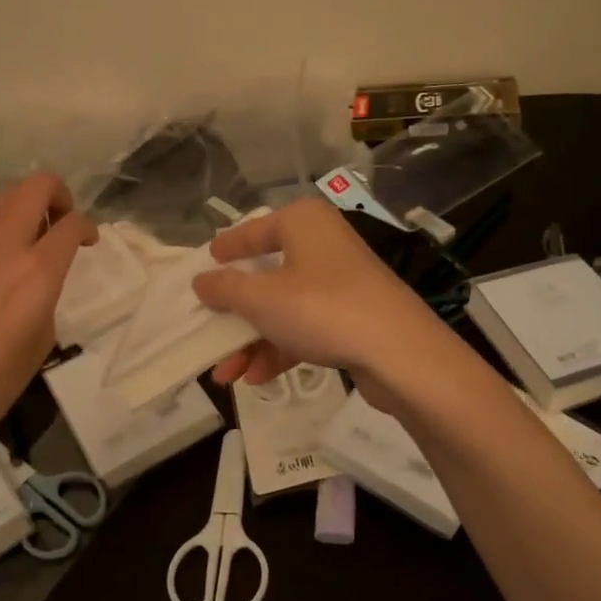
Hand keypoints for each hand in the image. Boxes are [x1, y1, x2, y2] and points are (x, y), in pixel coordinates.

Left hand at [0, 172, 94, 452]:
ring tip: (27, 243)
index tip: (88, 241)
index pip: (71, 223)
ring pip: (3, 201)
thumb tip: (41, 281)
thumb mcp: (41, 341)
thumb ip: (47, 296)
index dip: (87, 227)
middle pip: (35, 186)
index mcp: (36, 272)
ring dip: (24, 210)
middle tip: (60, 222)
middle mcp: (3, 246)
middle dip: (58, 194)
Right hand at [191, 199, 450, 404]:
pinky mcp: (353, 315)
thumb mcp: (260, 298)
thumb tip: (202, 281)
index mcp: (302, 222)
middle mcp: (323, 244)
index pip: (254, 230)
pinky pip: (306, 327)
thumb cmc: (321, 307)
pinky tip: (257, 378)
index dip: (228, 247)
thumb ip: (225, 288)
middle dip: (235, 312)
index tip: (205, 259)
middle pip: (267, 275)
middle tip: (207, 330)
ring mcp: (341, 282)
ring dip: (253, 340)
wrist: (399, 352)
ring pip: (284, 307)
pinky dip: (280, 349)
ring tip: (226, 374)